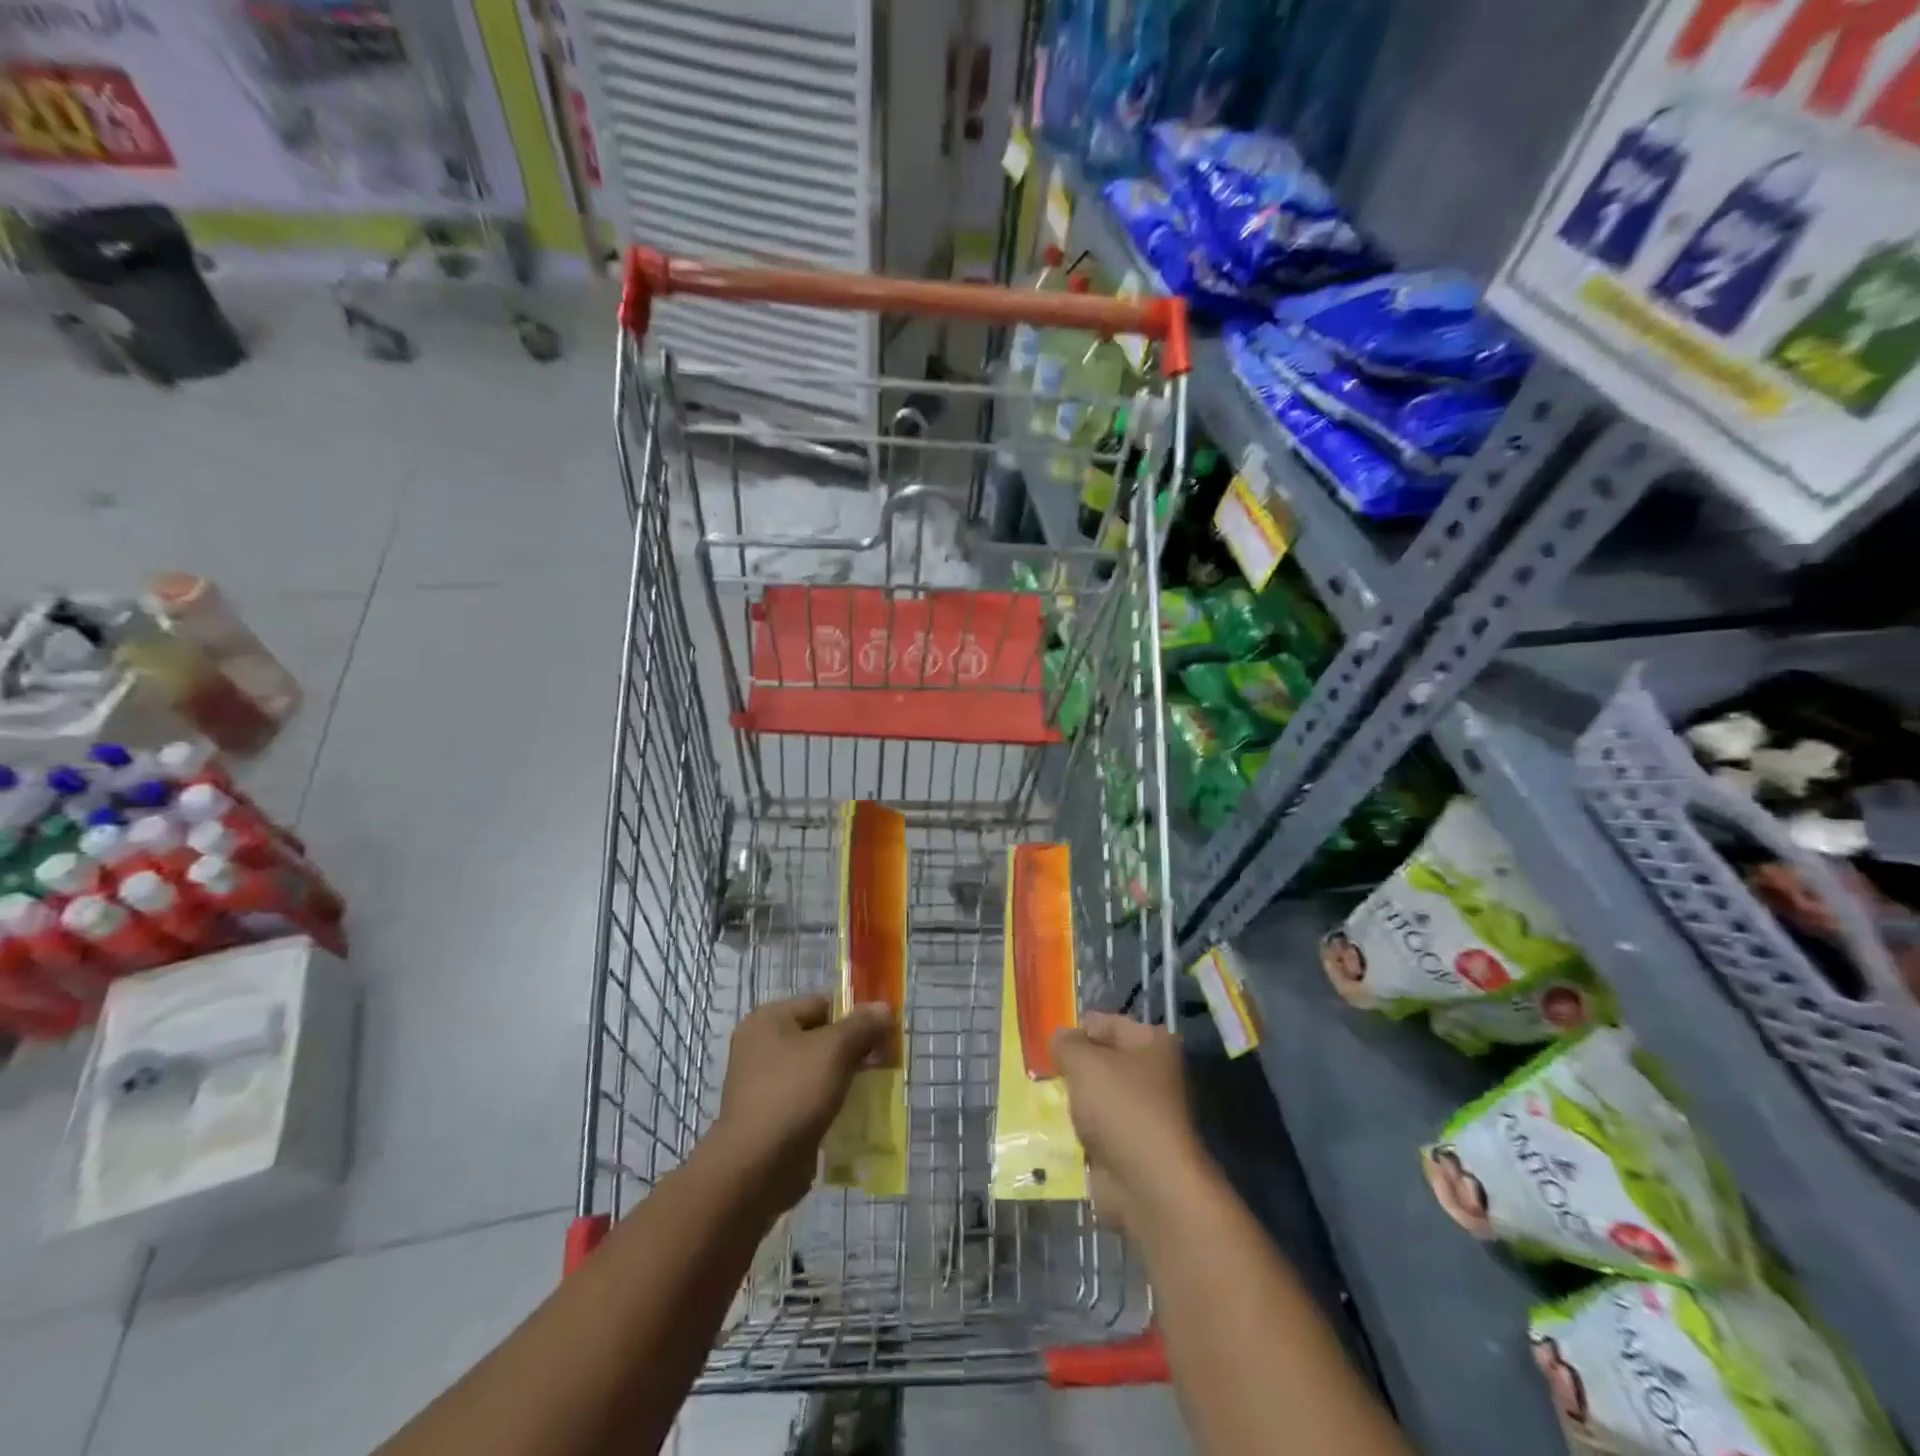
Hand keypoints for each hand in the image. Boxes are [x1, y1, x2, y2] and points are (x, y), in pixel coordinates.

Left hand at [709, 995, 892, 1215]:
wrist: (755, 1167)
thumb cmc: (793, 1094)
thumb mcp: (835, 1050)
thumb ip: (862, 1025)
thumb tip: (884, 1007)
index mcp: (770, 1019)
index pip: (823, 1004)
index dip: (856, 1016)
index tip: (884, 1035)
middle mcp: (762, 1045)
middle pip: (820, 1036)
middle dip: (853, 1049)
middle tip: (883, 1063)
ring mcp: (764, 1082)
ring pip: (816, 1069)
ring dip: (844, 1077)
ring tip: (873, 1089)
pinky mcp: (771, 1115)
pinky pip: (809, 1098)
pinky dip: (830, 1102)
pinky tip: (853, 1114)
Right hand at [1051, 1012, 1205, 1230]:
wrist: (1149, 1186)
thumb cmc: (1121, 1109)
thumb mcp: (1084, 1063)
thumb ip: (1066, 1045)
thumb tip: (1058, 1038)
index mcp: (1152, 1044)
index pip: (1106, 1023)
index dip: (1076, 1029)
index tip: (1047, 1043)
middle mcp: (1153, 1074)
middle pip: (1102, 1060)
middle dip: (1072, 1066)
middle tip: (1041, 1071)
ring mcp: (1143, 1113)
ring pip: (1097, 1096)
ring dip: (1073, 1100)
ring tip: (1042, 1098)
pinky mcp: (1130, 1147)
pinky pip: (1096, 1128)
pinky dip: (1078, 1130)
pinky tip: (1054, 1128)